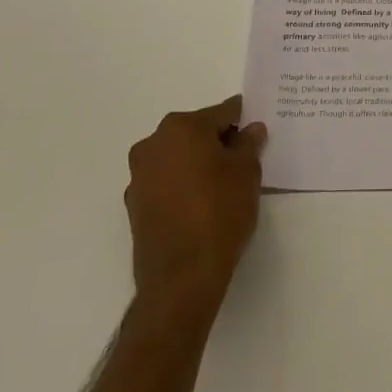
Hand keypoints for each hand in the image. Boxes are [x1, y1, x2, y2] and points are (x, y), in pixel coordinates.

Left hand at [124, 95, 266, 308]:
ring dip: (198, 165)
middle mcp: (154, 144)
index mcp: (182, 127)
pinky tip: (200, 207)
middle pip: (196, 133)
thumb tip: (251, 129)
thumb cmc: (219, 213)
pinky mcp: (135, 205)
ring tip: (222, 188)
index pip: (222, 113)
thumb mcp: (247, 172)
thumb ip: (249, 144)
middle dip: (218, 143)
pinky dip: (182, 187)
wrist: (181, 279)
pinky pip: (165, 183)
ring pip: (178, 158)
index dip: (243, 122)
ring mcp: (140, 175)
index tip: (256, 134)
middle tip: (242, 163)